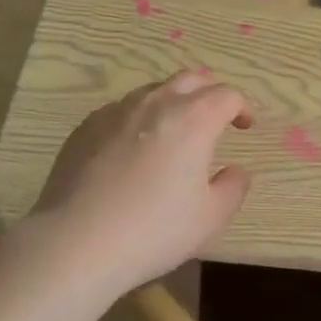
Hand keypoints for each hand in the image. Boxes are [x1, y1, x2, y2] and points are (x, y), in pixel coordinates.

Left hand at [30, 71, 253, 293]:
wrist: (76, 240)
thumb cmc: (153, 230)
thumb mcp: (209, 219)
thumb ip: (233, 188)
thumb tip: (236, 170)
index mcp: (193, 118)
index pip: (226, 95)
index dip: (241, 107)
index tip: (244, 126)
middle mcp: (157, 102)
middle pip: (191, 79)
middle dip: (209, 93)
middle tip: (214, 118)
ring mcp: (118, 109)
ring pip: (154, 90)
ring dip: (172, 102)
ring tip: (173, 132)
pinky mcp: (88, 124)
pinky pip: (122, 110)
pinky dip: (138, 119)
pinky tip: (132, 149)